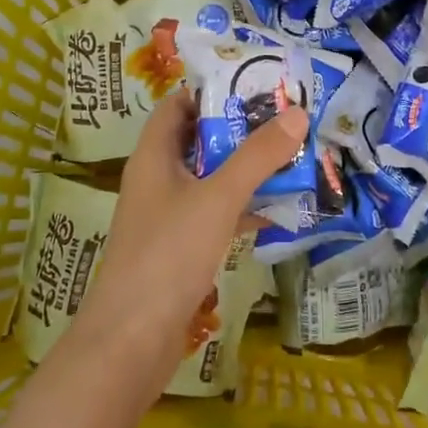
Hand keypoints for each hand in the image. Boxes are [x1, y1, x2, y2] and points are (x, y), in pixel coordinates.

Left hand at [71, 89, 307, 389]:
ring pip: (210, 179)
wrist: (130, 343)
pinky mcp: (179, 250)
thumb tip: (297, 114)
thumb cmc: (168, 255)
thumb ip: (257, 156)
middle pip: (199, 140)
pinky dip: (243, 208)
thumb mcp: (218, 198)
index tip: (255, 85)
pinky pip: (215, 215)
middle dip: (240, 130)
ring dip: (245, 169)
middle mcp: (157, 180)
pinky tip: (279, 210)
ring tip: (291, 157)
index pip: (178, 105)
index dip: (211, 91)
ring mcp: (167, 217)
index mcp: (154, 156)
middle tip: (285, 120)